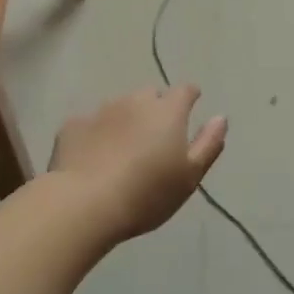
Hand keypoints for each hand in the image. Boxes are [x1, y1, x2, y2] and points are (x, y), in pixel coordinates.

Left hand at [48, 86, 226, 244]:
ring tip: (123, 148)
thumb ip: (208, 144)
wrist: (85, 203)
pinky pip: (90, 124)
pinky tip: (93, 157)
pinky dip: (96, 134)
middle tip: (155, 136)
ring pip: (119, 107)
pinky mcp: (72, 126)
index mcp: (167, 111)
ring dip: (125, 120)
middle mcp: (134, 101)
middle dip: (155, 108)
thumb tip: (220, 118)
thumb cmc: (147, 193)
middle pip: (150, 95)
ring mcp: (100, 111)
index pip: (184, 90)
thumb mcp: (190, 176)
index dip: (190, 96)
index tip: (191, 106)